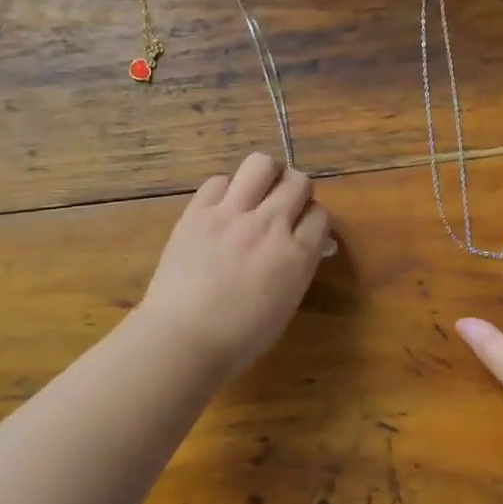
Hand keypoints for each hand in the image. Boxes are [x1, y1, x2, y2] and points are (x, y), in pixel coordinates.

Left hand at [138, 153, 334, 378]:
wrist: (182, 340)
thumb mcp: (285, 305)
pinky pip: (218, 181)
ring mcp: (231, 214)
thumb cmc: (239, 338)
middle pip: (298, 181)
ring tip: (257, 192)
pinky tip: (221, 208)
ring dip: (266, 175)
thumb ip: (299, 268)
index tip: (303, 228)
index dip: (313, 220)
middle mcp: (269, 225)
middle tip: (283, 206)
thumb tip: (307, 245)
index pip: (320, 214)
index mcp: (297, 255)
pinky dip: (225, 190)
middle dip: (296, 191)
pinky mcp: (197, 212)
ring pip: (261, 164)